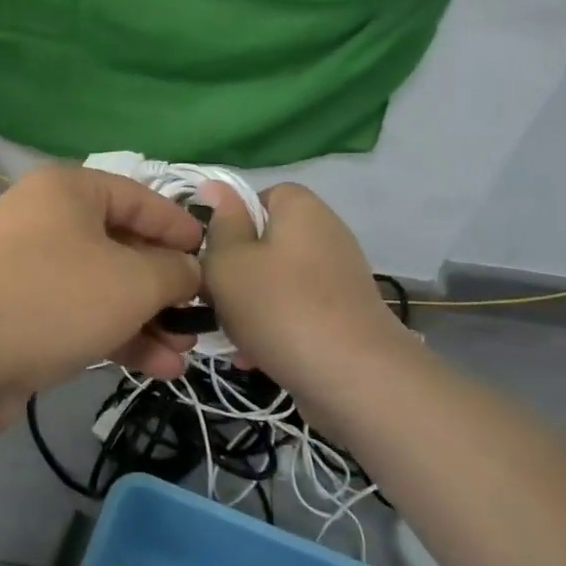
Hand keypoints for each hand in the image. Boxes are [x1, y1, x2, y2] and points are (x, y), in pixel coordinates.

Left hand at [0, 166, 201, 425]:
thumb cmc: (56, 297)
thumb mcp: (133, 281)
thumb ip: (173, 272)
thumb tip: (190, 271)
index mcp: (70, 190)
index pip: (141, 199)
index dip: (181, 229)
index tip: (212, 258)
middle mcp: (49, 220)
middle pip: (124, 246)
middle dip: (165, 286)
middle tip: (200, 314)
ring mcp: (33, 268)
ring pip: (105, 286)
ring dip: (147, 319)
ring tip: (185, 352)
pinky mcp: (24, 312)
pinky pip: (82, 315)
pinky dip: (117, 335)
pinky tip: (157, 367)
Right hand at [198, 181, 406, 394]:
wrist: (354, 378)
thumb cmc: (280, 307)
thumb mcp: (229, 261)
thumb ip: (219, 224)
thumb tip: (215, 186)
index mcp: (301, 208)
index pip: (258, 196)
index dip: (229, 223)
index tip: (211, 254)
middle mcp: (325, 234)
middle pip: (265, 243)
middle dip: (235, 272)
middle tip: (213, 300)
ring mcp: (338, 277)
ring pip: (276, 282)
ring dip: (249, 306)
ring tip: (232, 337)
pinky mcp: (344, 315)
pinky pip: (296, 311)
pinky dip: (274, 328)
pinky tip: (254, 358)